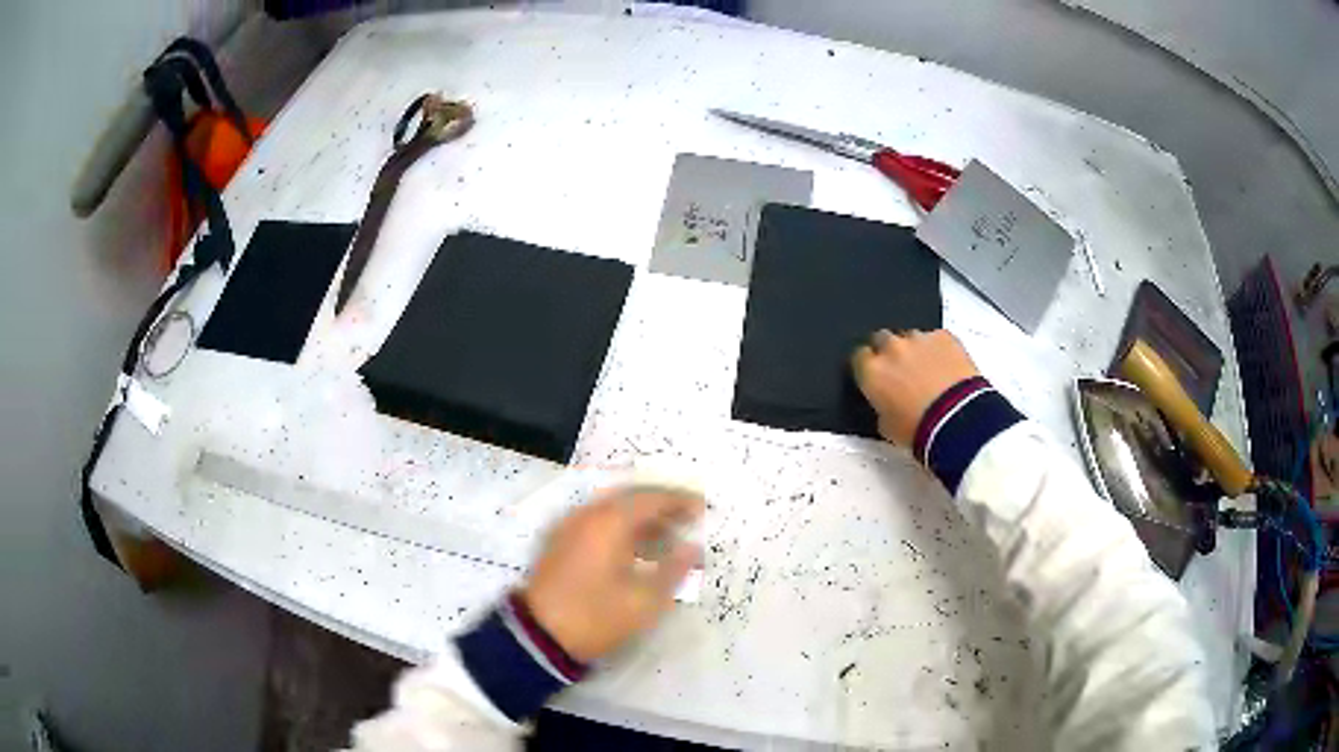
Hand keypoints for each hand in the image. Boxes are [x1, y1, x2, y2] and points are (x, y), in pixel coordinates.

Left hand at [521, 487, 702, 662]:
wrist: (540, 635)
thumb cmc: (597, 616)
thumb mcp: (645, 600)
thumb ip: (674, 569)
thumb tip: (693, 548)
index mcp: (610, 522)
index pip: (652, 498)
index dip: (680, 501)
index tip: (703, 508)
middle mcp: (588, 515)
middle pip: (631, 498)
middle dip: (661, 506)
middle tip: (687, 519)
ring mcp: (570, 527)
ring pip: (612, 511)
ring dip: (641, 519)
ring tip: (668, 538)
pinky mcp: (560, 542)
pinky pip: (597, 523)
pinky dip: (621, 528)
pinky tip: (636, 550)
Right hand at [851, 329, 980, 446]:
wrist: (957, 421)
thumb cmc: (919, 430)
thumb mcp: (887, 428)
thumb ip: (881, 406)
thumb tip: (887, 403)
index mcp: (872, 372)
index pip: (859, 357)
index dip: (868, 367)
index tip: (877, 377)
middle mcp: (891, 349)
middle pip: (882, 339)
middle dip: (889, 353)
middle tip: (902, 373)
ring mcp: (919, 339)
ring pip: (910, 337)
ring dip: (915, 351)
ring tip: (929, 372)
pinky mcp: (944, 336)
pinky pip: (936, 338)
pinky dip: (939, 350)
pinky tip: (947, 368)